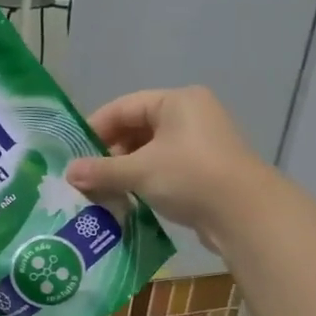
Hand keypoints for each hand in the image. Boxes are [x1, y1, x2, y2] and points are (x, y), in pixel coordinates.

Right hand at [65, 87, 270, 244]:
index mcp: (176, 101)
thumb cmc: (190, 177)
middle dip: (109, 153)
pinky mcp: (205, 170)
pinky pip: (165, 168)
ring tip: (102, 191)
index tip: (73, 154)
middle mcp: (190, 115)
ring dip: (125, 170)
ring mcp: (200, 143)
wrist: (246, 214)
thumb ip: (101, 170)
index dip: (94, 129)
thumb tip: (69, 173)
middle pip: (137, 128)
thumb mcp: (139, 171)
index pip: (123, 107)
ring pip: (150, 151)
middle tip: (86, 177)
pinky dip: (144, 180)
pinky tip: (127, 199)